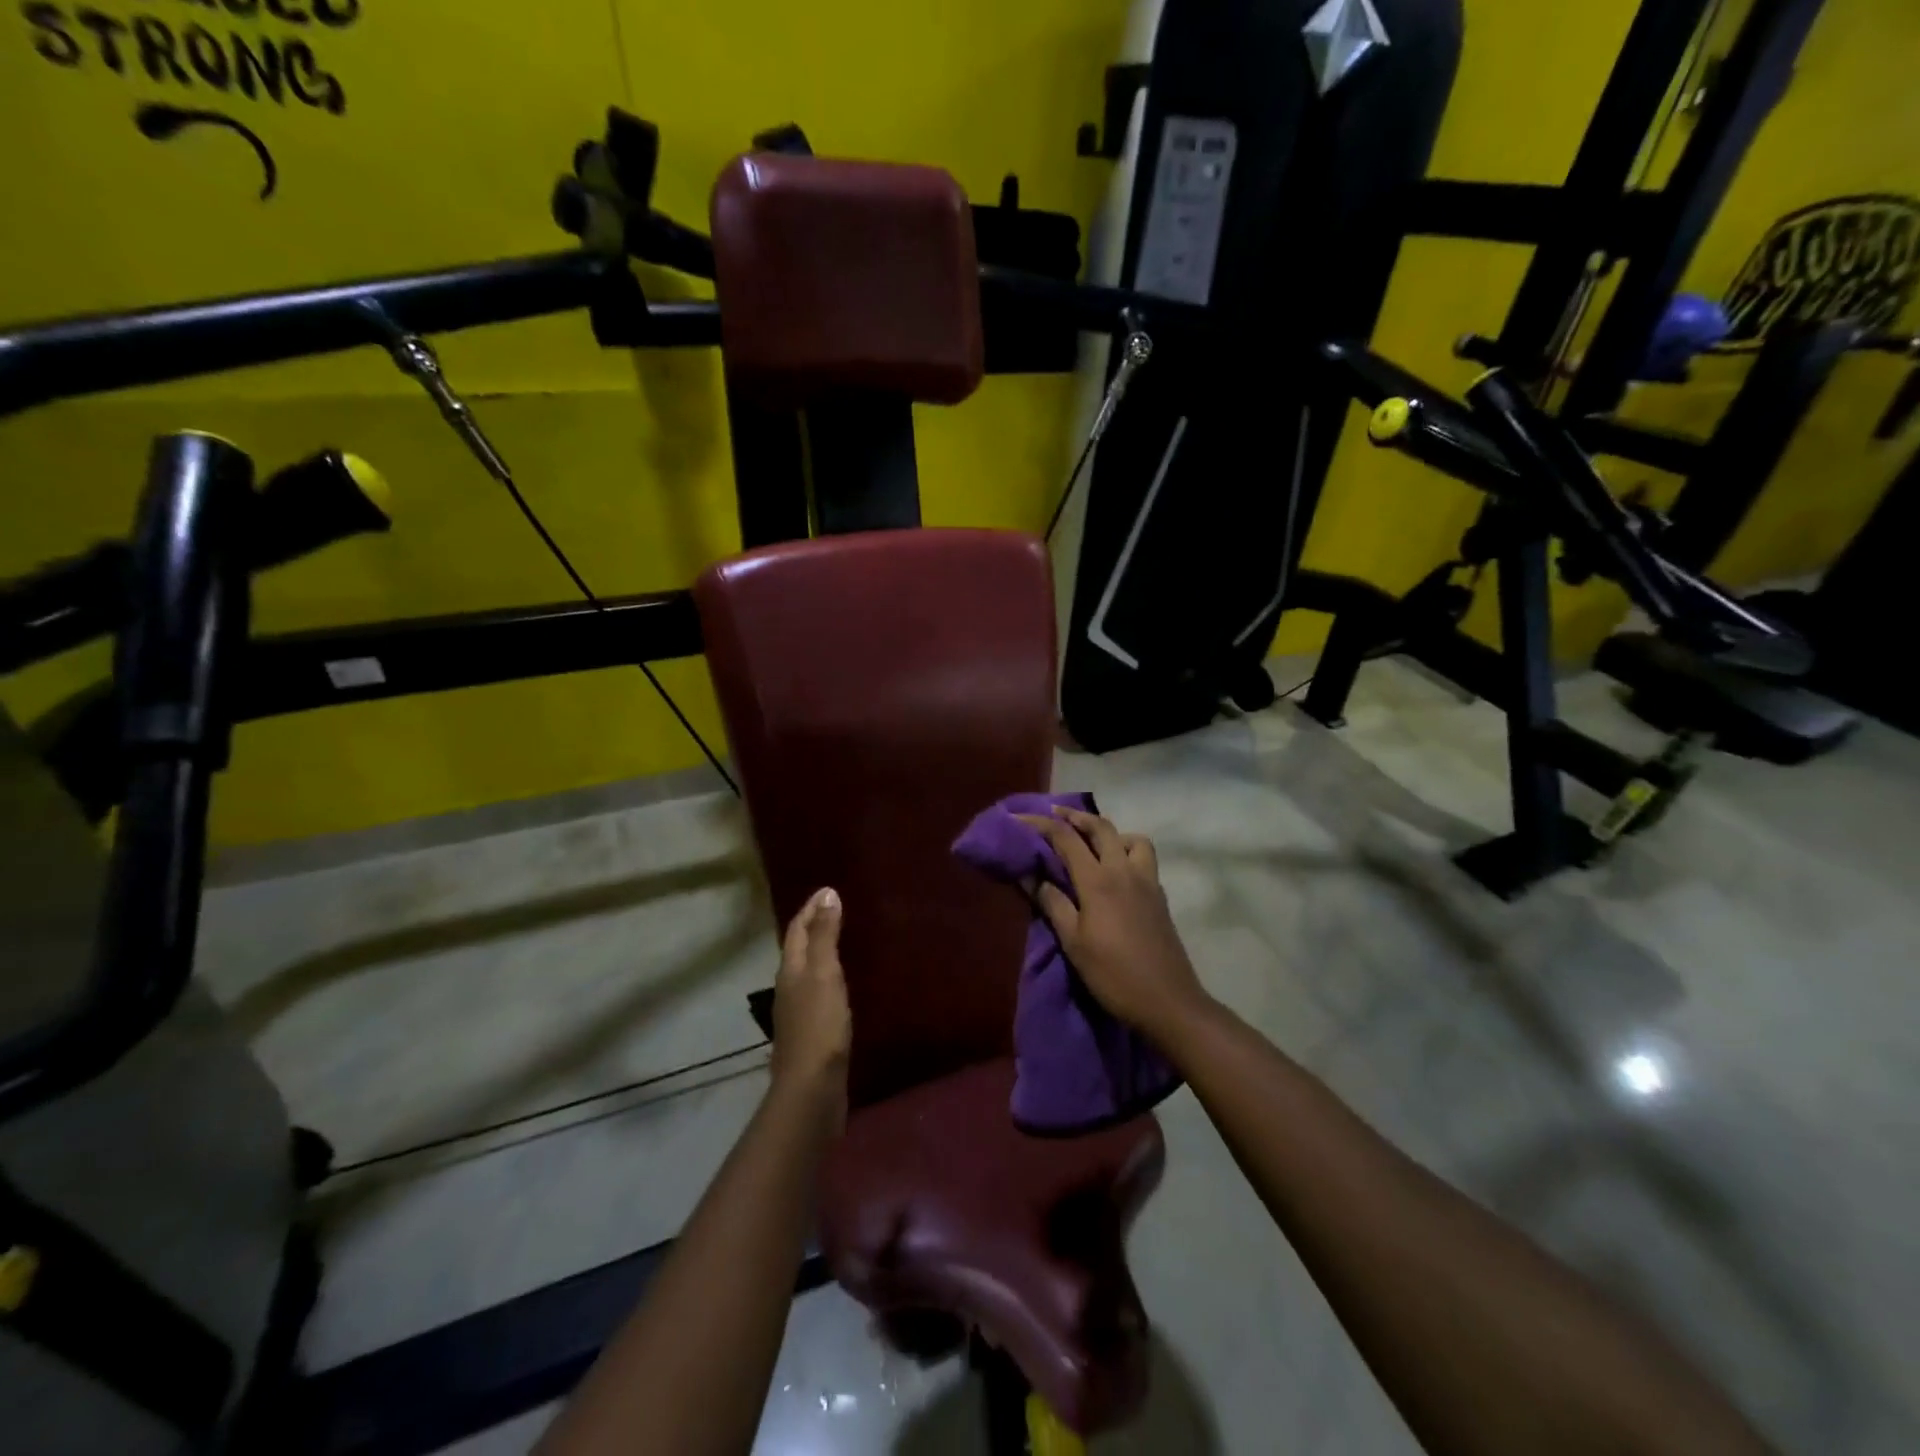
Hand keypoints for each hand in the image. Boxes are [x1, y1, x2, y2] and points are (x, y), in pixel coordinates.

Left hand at [770, 887, 851, 1128]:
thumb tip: (827, 894)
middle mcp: (788, 987)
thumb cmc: (819, 1025)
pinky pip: (817, 993)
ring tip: (841, 943)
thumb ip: (826, 935)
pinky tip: (841, 986)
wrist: (811, 1088)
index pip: (797, 930)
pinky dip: (828, 979)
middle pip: (798, 949)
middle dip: (814, 928)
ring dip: (821, 953)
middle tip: (835, 911)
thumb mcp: (825, 973)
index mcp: (790, 970)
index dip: (810, 909)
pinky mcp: (810, 1033)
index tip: (827, 890)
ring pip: (806, 972)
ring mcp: (797, 1012)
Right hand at [1016, 807, 1210, 1041]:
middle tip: (1054, 815)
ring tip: (1093, 844)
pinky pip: (1143, 859)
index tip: (1019, 819)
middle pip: (1101, 827)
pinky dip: (1126, 852)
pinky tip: (1115, 872)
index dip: (1041, 825)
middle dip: (1075, 816)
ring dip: (1110, 832)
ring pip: (1131, 838)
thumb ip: (1053, 903)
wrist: (1168, 1001)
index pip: (1066, 839)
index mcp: (1098, 880)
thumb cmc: (1113, 974)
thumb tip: (1030, 875)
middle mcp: (1124, 871)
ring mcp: (1147, 881)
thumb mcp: (1073, 942)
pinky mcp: (1159, 896)